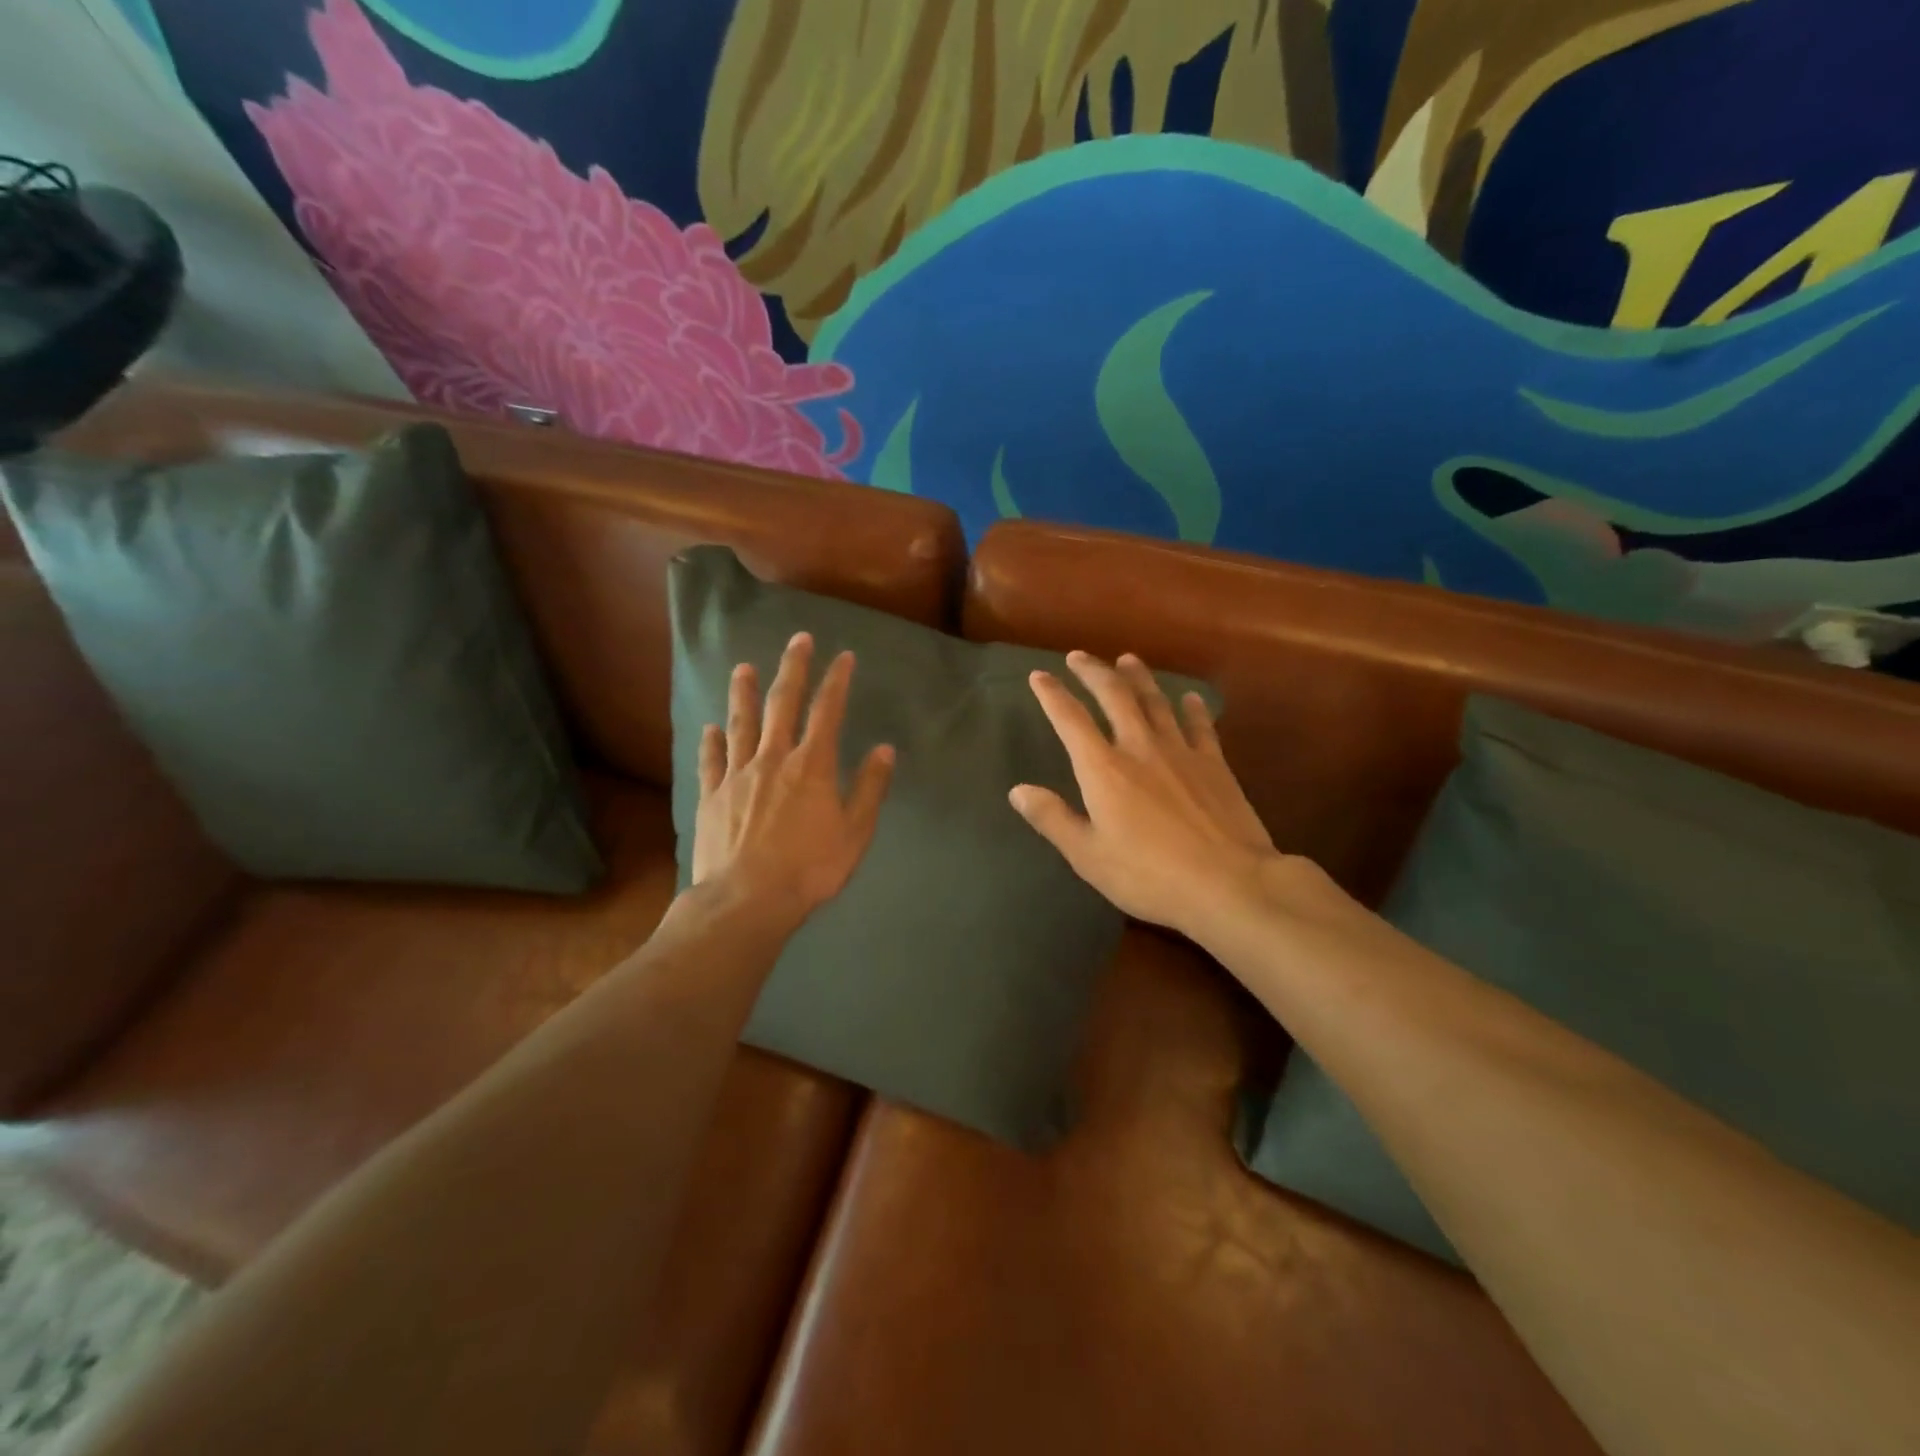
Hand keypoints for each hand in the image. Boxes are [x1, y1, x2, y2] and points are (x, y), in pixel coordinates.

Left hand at [692, 631, 894, 922]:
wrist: (747, 900)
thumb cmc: (809, 869)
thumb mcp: (854, 833)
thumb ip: (870, 788)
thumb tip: (885, 749)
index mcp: (812, 766)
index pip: (827, 712)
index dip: (836, 681)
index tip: (843, 657)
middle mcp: (773, 758)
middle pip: (782, 704)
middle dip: (793, 669)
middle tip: (798, 640)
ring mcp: (738, 775)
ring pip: (741, 723)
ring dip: (744, 693)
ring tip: (744, 668)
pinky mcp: (712, 795)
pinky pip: (712, 760)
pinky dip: (712, 741)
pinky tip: (711, 727)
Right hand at [1010, 651, 1282, 936]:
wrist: (1228, 882)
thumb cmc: (1149, 875)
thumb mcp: (1088, 856)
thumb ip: (1053, 819)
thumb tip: (1018, 791)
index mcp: (1103, 769)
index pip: (1070, 720)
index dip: (1052, 695)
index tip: (1039, 675)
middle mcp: (1140, 748)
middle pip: (1114, 696)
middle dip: (1094, 672)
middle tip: (1079, 656)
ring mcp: (1181, 752)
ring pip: (1156, 702)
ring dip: (1139, 678)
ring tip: (1127, 659)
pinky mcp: (1214, 765)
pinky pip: (1200, 726)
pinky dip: (1192, 708)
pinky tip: (1190, 698)